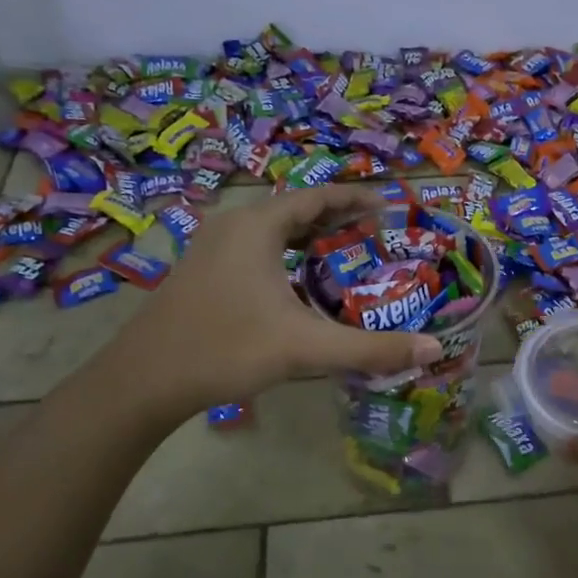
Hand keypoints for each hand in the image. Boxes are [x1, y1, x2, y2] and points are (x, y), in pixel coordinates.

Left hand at [101, 186, 442, 414]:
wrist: (143, 381)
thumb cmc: (226, 349)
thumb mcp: (306, 348)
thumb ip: (372, 348)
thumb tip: (433, 350)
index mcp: (257, 227)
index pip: (316, 197)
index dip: (355, 198)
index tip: (388, 205)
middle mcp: (232, 226)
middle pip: (294, 210)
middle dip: (336, 218)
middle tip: (375, 233)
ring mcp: (211, 249)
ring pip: (272, 231)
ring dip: (309, 237)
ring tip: (344, 252)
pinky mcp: (201, 273)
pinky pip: (254, 250)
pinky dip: (285, 255)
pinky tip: (297, 284)